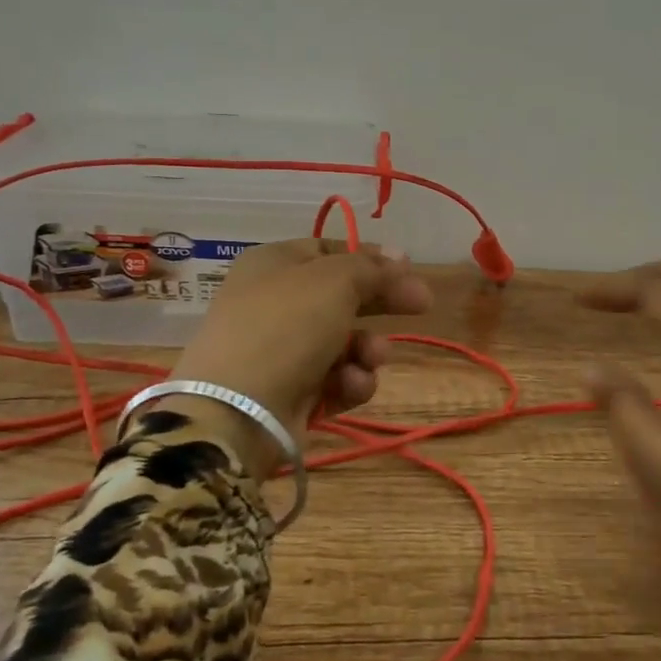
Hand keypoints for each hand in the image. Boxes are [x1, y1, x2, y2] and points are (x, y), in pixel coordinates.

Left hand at [166, 237, 432, 473]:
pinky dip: (348, 382)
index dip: (370, 258)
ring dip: (367, 349)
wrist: (237, 410)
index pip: (330, 250)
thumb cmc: (286, 327)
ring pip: (344, 342)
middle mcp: (275, 302)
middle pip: (342, 296)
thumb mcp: (334, 281)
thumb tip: (400, 256)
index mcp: (274, 264)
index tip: (408, 268)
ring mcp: (282, 350)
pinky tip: (350, 386)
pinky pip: (334, 380)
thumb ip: (371, 268)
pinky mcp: (291, 392)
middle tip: (423, 305)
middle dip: (381, 303)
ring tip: (371, 358)